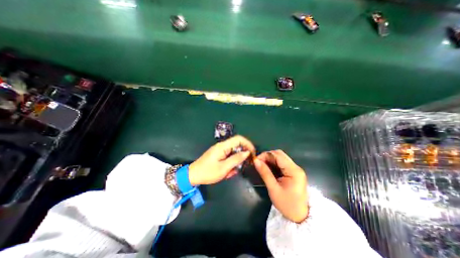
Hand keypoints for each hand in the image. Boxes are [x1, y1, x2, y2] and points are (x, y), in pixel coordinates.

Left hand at [189, 135, 256, 185]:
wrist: (193, 175)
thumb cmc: (208, 172)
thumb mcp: (224, 168)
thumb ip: (236, 159)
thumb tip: (247, 152)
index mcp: (223, 146)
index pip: (239, 139)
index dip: (248, 144)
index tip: (253, 153)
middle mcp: (222, 146)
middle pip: (237, 145)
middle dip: (242, 155)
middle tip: (245, 165)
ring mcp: (220, 150)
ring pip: (234, 152)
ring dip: (236, 162)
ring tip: (232, 172)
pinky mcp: (219, 155)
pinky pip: (229, 157)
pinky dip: (231, 164)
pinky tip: (228, 172)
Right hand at [251, 150, 307, 222]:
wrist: (300, 217)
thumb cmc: (287, 205)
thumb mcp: (273, 189)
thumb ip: (265, 173)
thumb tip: (255, 161)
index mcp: (294, 171)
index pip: (278, 155)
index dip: (265, 155)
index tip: (256, 160)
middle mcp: (296, 167)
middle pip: (280, 154)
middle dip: (267, 156)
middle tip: (258, 163)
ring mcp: (296, 169)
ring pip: (280, 158)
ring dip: (270, 160)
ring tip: (262, 166)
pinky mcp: (294, 172)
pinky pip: (282, 163)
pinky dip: (274, 164)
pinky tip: (268, 169)